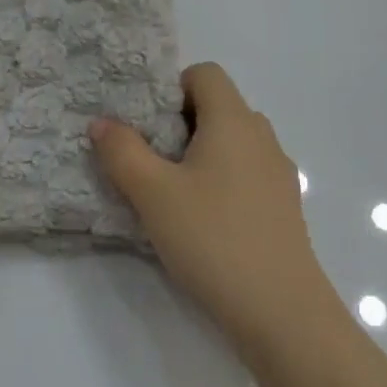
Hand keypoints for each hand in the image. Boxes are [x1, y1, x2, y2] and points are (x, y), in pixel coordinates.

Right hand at [92, 63, 338, 358]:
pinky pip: (247, 173)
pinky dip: (223, 180)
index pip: (205, 73)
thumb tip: (101, 122)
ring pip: (233, 142)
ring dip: (202, 154)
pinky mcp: (285, 207)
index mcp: (233, 120)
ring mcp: (278, 172)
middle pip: (218, 106)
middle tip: (151, 158)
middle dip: (181, 123)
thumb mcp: (153, 194)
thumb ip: (122, 151)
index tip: (149, 124)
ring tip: (174, 192)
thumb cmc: (214, 239)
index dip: (172, 88)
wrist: (284, 314)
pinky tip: (205, 221)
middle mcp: (261, 136)